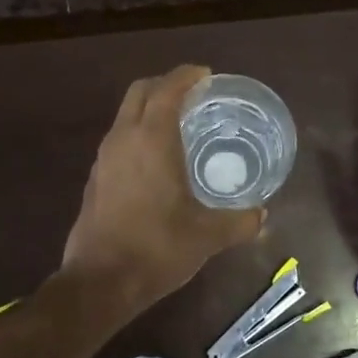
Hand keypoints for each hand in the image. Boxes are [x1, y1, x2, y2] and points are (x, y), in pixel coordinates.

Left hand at [62, 64, 264, 308]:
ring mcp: (104, 159)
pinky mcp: (95, 179)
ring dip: (149, 109)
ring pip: (126, 115)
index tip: (206, 75)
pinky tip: (157, 161)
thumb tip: (262, 216)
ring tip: (179, 124)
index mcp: (152, 140)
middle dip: (165, 85)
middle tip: (194, 94)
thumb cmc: (157, 248)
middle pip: (140, 92)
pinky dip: (138, 134)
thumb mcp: (207, 236)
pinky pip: (119, 140)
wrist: (100, 282)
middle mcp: (123, 139)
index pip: (168, 90)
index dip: (187, 76)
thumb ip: (239, 222)